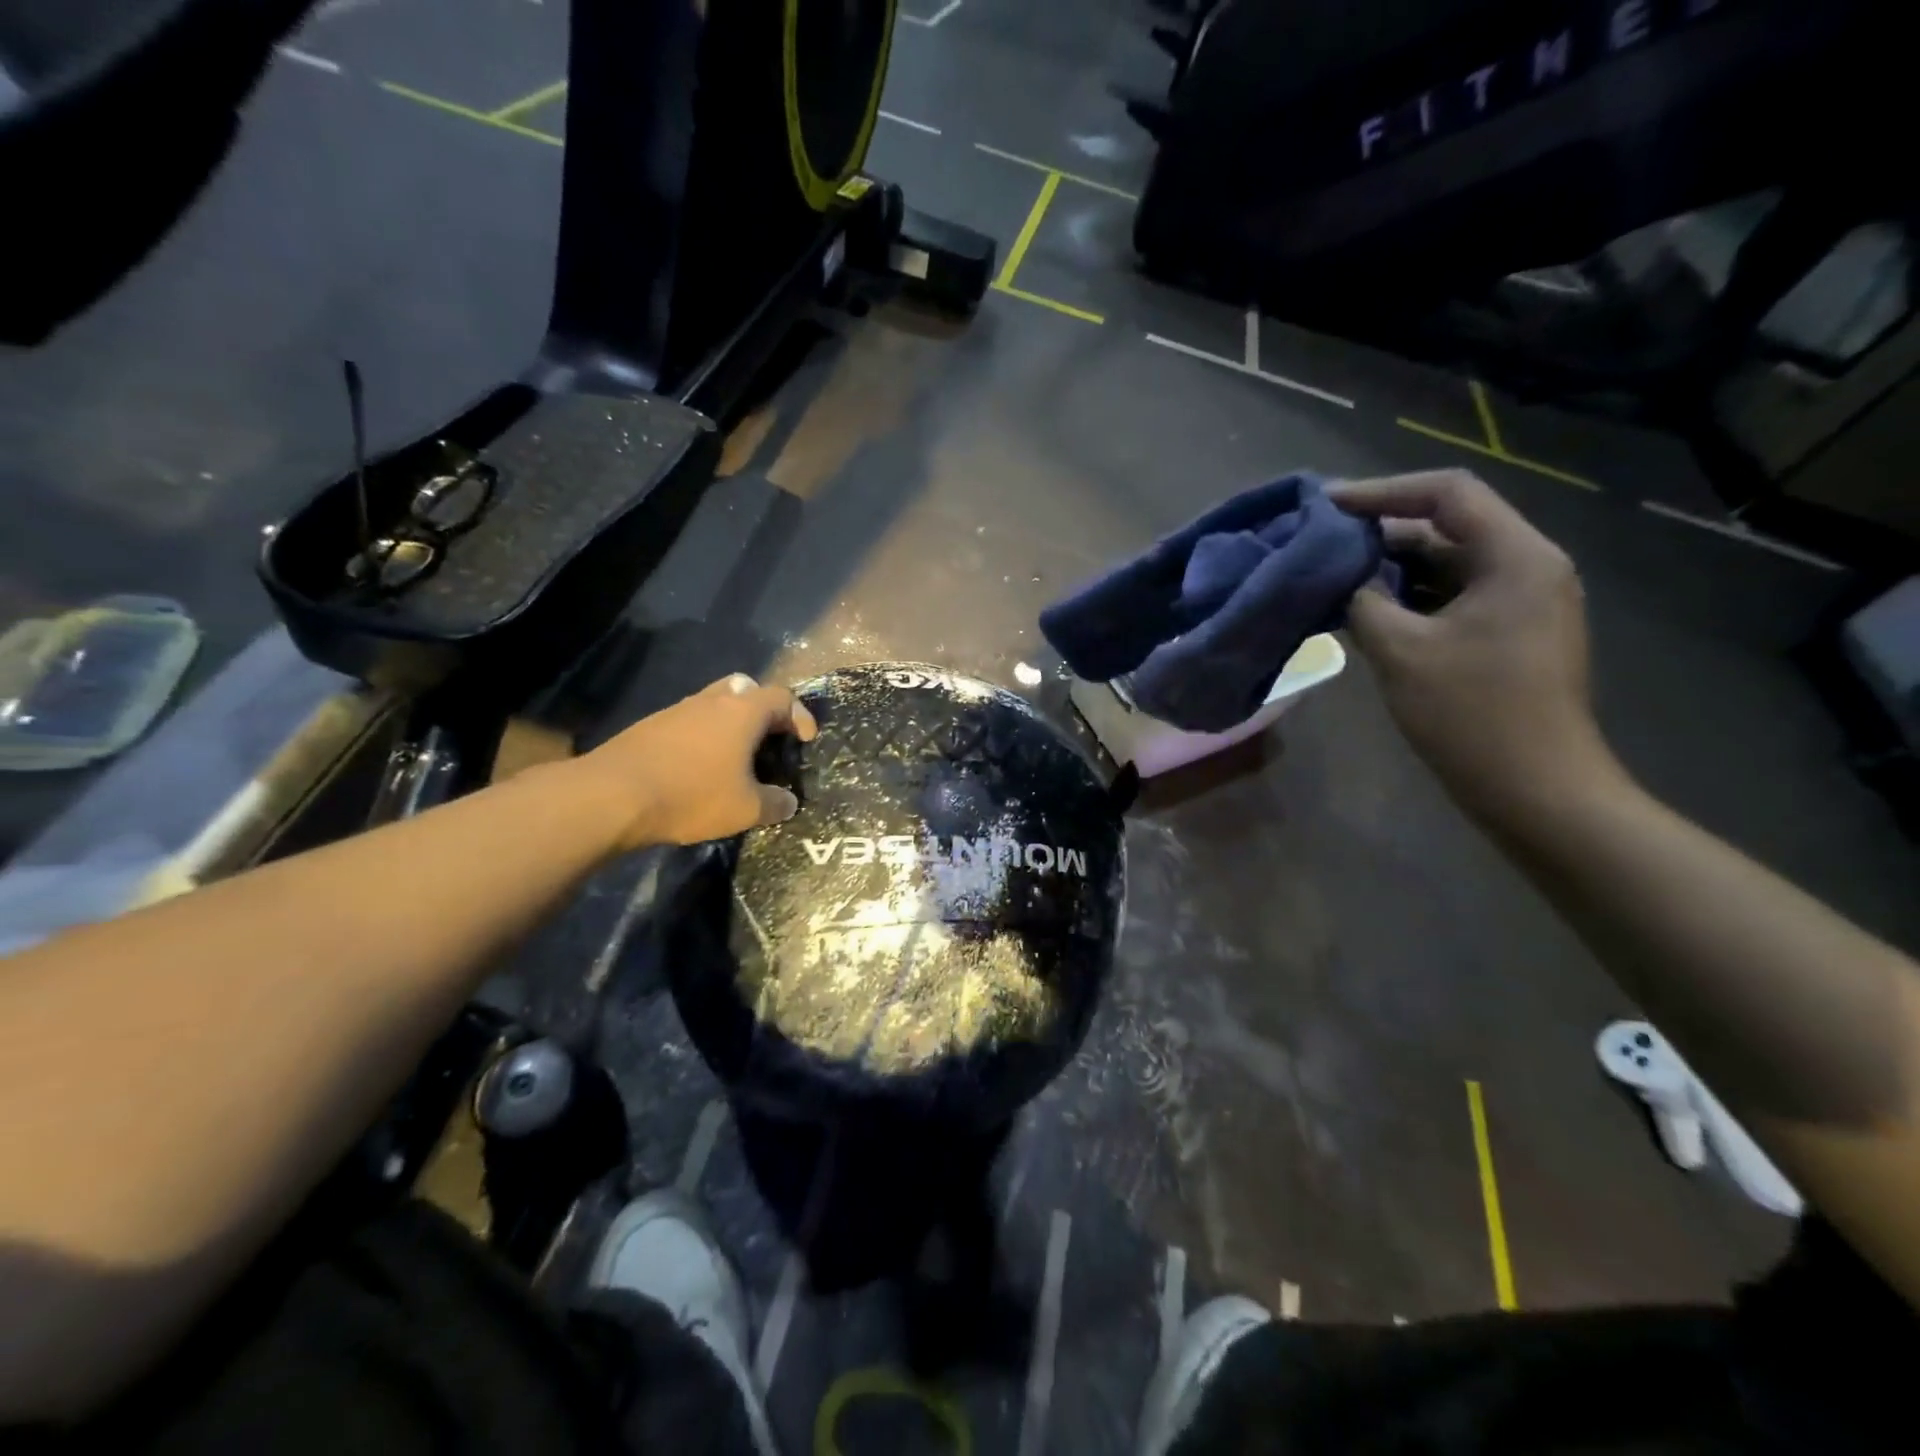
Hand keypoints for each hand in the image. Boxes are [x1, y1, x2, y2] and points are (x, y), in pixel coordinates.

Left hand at [576, 674, 817, 851]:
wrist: (612, 795)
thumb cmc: (692, 795)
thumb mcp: (745, 809)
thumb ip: (774, 804)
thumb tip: (789, 803)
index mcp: (742, 712)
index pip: (782, 698)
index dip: (800, 715)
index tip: (806, 740)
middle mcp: (712, 701)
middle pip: (746, 688)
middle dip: (762, 709)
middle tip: (768, 737)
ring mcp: (677, 710)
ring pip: (714, 702)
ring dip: (730, 722)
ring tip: (735, 757)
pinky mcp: (650, 726)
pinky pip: (689, 721)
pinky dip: (703, 735)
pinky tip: (699, 767)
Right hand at [1329, 471, 1622, 824]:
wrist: (1535, 788)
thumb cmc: (1471, 714)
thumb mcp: (1402, 652)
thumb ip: (1363, 603)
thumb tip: (1336, 579)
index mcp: (1516, 558)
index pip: (1447, 494)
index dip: (1381, 492)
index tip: (1324, 505)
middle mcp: (1526, 567)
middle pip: (1447, 527)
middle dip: (1380, 532)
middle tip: (1318, 543)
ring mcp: (1519, 602)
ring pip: (1445, 565)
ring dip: (1389, 568)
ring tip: (1330, 577)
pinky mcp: (1506, 633)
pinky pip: (1450, 597)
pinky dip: (1407, 598)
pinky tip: (1362, 611)